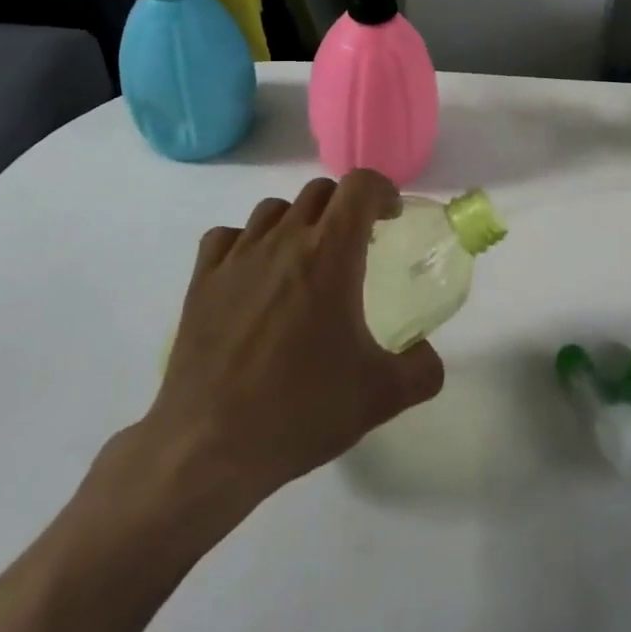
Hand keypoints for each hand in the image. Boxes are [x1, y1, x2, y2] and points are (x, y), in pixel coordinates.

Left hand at [142, 171, 445, 507]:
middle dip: (344, 207)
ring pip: (273, 210)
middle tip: (356, 245)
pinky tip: (253, 275)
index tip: (390, 217)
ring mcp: (237, 256)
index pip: (359, 186)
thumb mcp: (381, 396)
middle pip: (319, 192)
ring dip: (298, 222)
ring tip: (305, 261)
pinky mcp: (203, 279)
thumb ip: (421, 369)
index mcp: (330, 254)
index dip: (382, 191)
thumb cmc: (301, 410)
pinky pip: (228, 237)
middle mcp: (283, 240)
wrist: (211, 445)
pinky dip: (248, 242)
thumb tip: (428, 355)